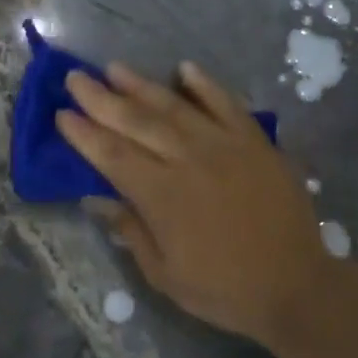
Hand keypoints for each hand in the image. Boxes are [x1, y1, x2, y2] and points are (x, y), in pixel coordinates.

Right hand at [58, 61, 328, 346]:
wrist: (295, 287)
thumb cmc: (222, 289)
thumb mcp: (164, 273)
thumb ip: (129, 229)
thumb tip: (94, 198)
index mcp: (162, 196)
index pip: (112, 155)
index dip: (84, 134)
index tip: (62, 114)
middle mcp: (189, 161)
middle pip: (137, 123)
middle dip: (101, 99)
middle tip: (75, 78)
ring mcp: (226, 147)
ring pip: (176, 107)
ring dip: (142, 86)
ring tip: (115, 68)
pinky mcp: (256, 143)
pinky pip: (227, 105)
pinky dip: (206, 85)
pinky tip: (185, 68)